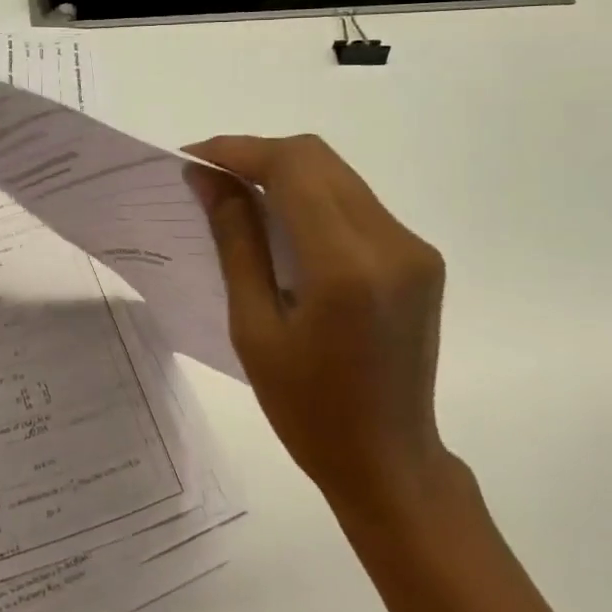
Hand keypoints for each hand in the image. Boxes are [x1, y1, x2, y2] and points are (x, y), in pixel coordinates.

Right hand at [185, 134, 447, 516]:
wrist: (388, 460)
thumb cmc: (307, 409)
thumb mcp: (254, 328)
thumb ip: (236, 242)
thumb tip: (208, 179)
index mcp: (346, 267)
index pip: (292, 169)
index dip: (238, 151)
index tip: (193, 158)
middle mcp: (391, 242)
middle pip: (317, 158)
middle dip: (257, 155)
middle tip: (209, 176)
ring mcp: (413, 247)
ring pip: (337, 174)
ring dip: (284, 173)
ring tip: (237, 194)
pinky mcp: (418, 256)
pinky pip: (355, 202)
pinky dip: (311, 197)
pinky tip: (282, 222)